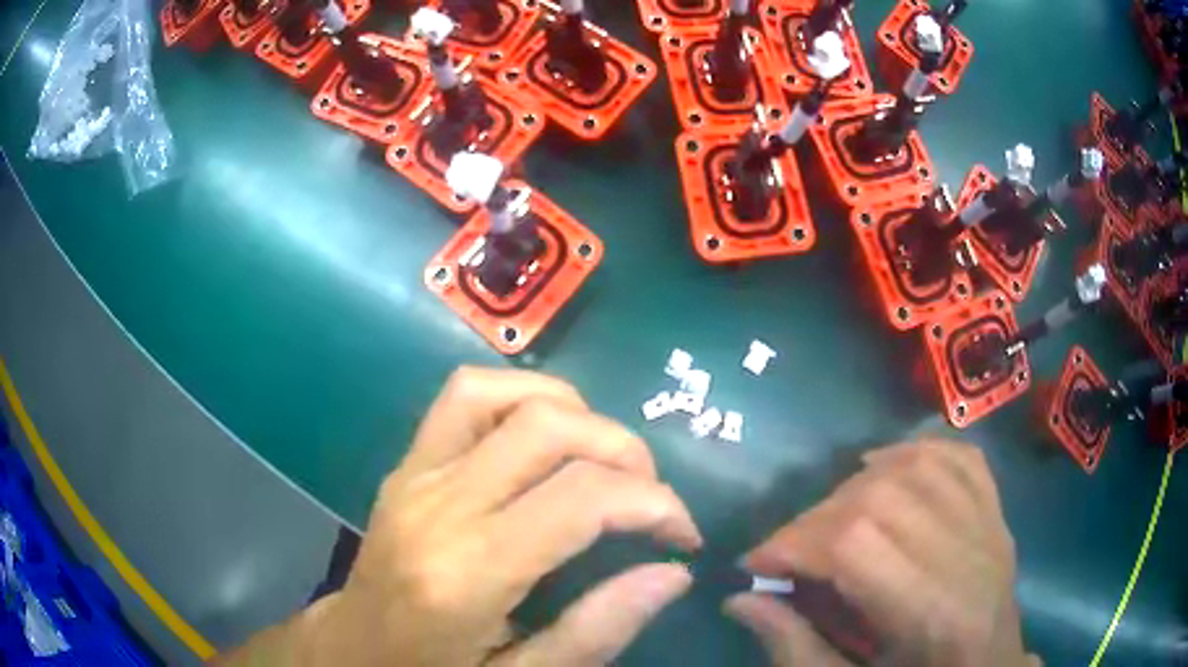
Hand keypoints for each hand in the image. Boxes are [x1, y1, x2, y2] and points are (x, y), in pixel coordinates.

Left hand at [300, 367, 701, 665]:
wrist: (357, 648)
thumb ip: (598, 629)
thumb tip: (673, 573)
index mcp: (466, 575)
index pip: (580, 500)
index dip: (654, 505)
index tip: (682, 536)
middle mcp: (437, 507)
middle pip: (548, 429)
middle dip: (624, 451)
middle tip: (650, 498)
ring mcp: (413, 474)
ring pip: (503, 394)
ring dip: (574, 413)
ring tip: (604, 462)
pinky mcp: (406, 463)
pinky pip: (464, 397)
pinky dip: (520, 398)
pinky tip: (545, 440)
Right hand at [725, 440, 1036, 666]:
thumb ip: (795, 649)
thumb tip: (739, 601)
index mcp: (934, 615)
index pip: (858, 546)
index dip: (796, 544)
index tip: (756, 564)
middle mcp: (969, 557)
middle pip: (883, 499)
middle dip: (817, 519)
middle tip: (791, 551)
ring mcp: (990, 526)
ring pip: (919, 468)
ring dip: (858, 484)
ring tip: (830, 517)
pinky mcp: (996, 512)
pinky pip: (959, 458)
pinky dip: (915, 451)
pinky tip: (884, 466)